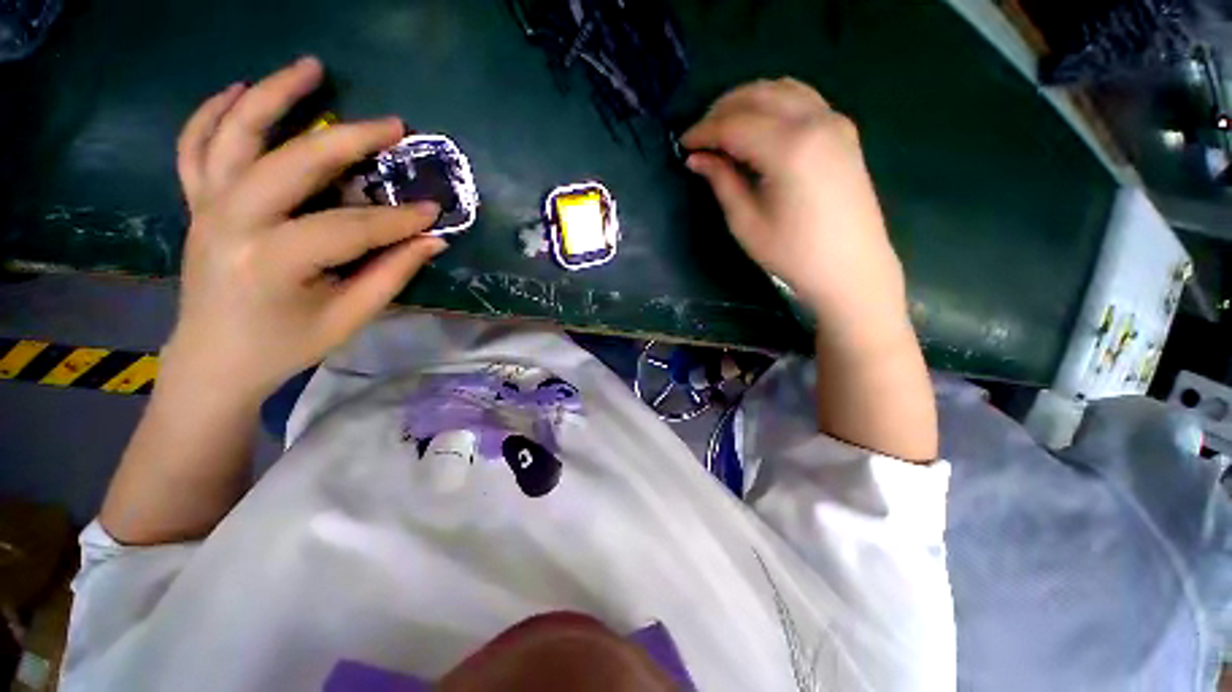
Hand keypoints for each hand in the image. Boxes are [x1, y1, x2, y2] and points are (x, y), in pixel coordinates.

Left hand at [168, 57, 445, 400]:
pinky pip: (194, 147)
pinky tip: (241, 90)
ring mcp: (206, 208)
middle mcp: (231, 224)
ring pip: (234, 135)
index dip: (397, 219)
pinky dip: (214, 112)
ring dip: (273, 95)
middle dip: (348, 139)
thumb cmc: (285, 345)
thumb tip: (432, 241)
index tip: (434, 212)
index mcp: (271, 262)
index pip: (348, 228)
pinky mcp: (197, 203)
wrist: (215, 359)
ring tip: (309, 68)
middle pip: (291, 163)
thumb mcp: (348, 317)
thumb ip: (392, 274)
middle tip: (392, 125)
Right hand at [682, 79, 906, 332]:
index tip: (683, 144)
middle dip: (721, 110)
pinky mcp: (843, 130)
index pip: (735, 124)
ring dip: (747, 101)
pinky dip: (773, 102)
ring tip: (724, 127)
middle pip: (758, 95)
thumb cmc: (793, 254)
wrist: (851, 268)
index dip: (704, 131)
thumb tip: (697, 158)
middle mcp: (815, 121)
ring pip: (782, 88)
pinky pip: (802, 98)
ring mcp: (834, 121)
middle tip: (700, 135)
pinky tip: (759, 124)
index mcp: (789, 148)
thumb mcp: (747, 223)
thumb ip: (722, 182)